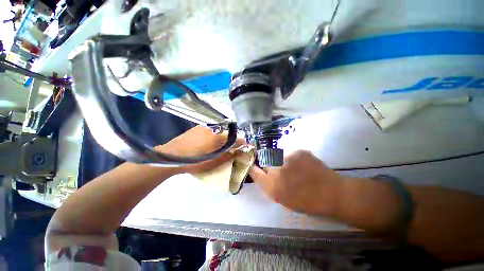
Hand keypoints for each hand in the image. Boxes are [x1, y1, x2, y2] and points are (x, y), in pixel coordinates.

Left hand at [156, 126, 244, 173]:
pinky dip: (212, 136)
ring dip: (221, 138)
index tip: (244, 146)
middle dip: (231, 141)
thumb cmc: (195, 161)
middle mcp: (213, 129)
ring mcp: (204, 127)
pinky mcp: (197, 128)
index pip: (235, 138)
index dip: (241, 143)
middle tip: (229, 149)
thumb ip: (228, 156)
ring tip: (216, 146)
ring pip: (218, 132)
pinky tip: (206, 143)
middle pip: (227, 134)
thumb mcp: (213, 162)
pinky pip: (209, 131)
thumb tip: (238, 152)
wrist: (172, 155)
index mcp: (218, 137)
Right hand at [249, 150, 342, 215]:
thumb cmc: (306, 201)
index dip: (254, 168)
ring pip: (277, 155)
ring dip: (280, 160)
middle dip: (269, 164)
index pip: (254, 171)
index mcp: (272, 186)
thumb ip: (268, 185)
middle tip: (280, 169)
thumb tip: (260, 172)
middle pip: (264, 161)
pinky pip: (288, 152)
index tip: (255, 167)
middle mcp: (277, 170)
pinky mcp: (298, 151)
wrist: (331, 192)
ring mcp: (288, 158)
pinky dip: (292, 158)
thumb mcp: (282, 198)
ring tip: (293, 168)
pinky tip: (301, 164)